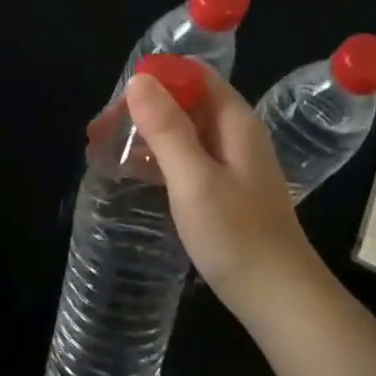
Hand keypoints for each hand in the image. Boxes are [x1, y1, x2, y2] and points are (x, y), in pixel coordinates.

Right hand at [123, 65, 321, 318]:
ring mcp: (230, 165)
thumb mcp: (194, 179)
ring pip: (181, 132)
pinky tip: (130, 173)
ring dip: (144, 134)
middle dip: (141, 109)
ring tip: (102, 151)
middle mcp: (234, 135)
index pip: (194, 77)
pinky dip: (155, 159)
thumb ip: (167, 128)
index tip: (115, 102)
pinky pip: (184, 159)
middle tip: (98, 133)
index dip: (154, 79)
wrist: (278, 298)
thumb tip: (139, 80)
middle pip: (184, 103)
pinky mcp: (223, 191)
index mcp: (234, 123)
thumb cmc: (236, 236)